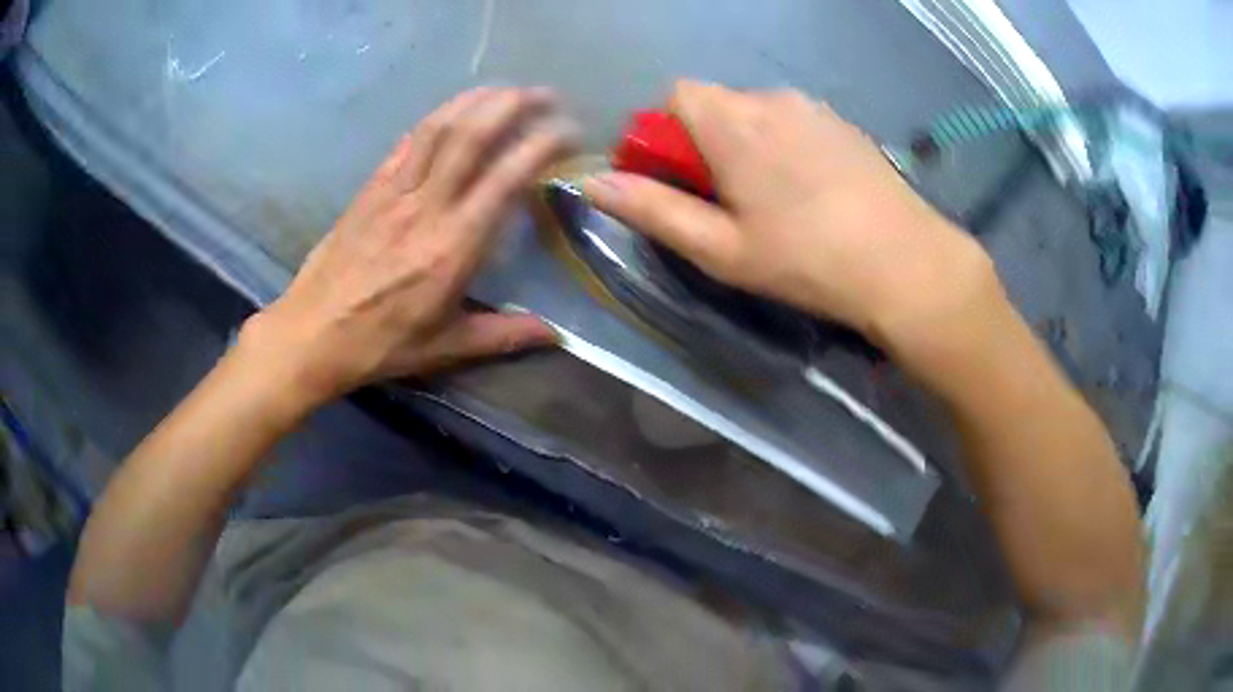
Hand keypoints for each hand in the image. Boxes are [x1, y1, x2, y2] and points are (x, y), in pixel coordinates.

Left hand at [241, 87, 578, 405]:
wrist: (311, 335)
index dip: (543, 144)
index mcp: (453, 247)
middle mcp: (427, 207)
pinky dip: (436, 118)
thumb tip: (557, 334)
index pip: (507, 177)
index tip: (569, 132)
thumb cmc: (381, 344)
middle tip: (545, 95)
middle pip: (472, 135)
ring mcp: (393, 191)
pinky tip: (454, 111)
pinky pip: (407, 142)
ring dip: (477, 99)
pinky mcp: (369, 188)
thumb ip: (504, 335)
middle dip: (514, 104)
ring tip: (506, 90)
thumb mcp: (447, 348)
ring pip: (439, 127)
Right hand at [584, 81, 995, 349]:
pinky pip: (795, 122)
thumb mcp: (720, 248)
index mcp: (734, 121)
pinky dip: (785, 146)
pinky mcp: (845, 125)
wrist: (906, 264)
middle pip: (717, 103)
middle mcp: (772, 99)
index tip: (680, 179)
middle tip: (728, 201)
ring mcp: (815, 109)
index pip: (676, 94)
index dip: (666, 133)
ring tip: (775, 201)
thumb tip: (591, 183)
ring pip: (758, 113)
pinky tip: (812, 193)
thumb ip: (653, 210)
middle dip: (706, 142)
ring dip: (748, 144)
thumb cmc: (808, 260)